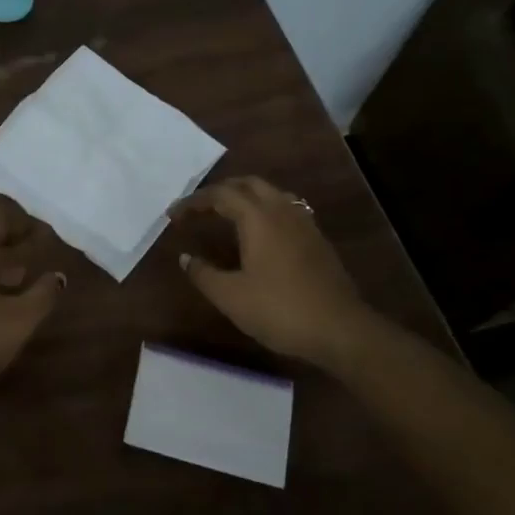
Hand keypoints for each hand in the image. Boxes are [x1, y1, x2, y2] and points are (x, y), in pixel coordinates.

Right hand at [174, 176, 365, 363]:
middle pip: (248, 184)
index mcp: (258, 218)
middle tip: (199, 207)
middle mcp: (282, 211)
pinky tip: (260, 233)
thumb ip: (203, 273)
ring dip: (245, 196)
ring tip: (227, 213)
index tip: (173, 215)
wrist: (341, 330)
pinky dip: (264, 210)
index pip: (220, 195)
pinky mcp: (317, 241)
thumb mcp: (231, 296)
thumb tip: (186, 258)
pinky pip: (286, 209)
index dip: (194, 201)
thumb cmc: (280, 310)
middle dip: (220, 190)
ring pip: (271, 194)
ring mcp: (304, 224)